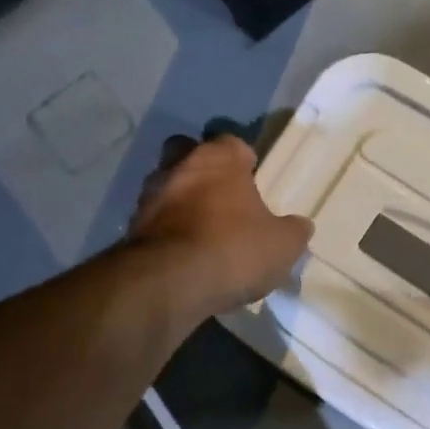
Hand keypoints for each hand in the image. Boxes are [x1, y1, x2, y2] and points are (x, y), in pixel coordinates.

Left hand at [128, 135, 313, 316]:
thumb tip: (298, 226)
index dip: (244, 159)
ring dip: (182, 203)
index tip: (254, 179)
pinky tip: (186, 257)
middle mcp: (179, 168)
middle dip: (203, 170)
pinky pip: (156, 223)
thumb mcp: (283, 245)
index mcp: (218, 160)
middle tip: (223, 197)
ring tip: (204, 233)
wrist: (170, 285)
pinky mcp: (130, 230)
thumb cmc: (234, 249)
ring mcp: (149, 197)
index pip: (232, 143)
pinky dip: (169, 234)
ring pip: (167, 187)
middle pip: (188, 154)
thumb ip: (293, 231)